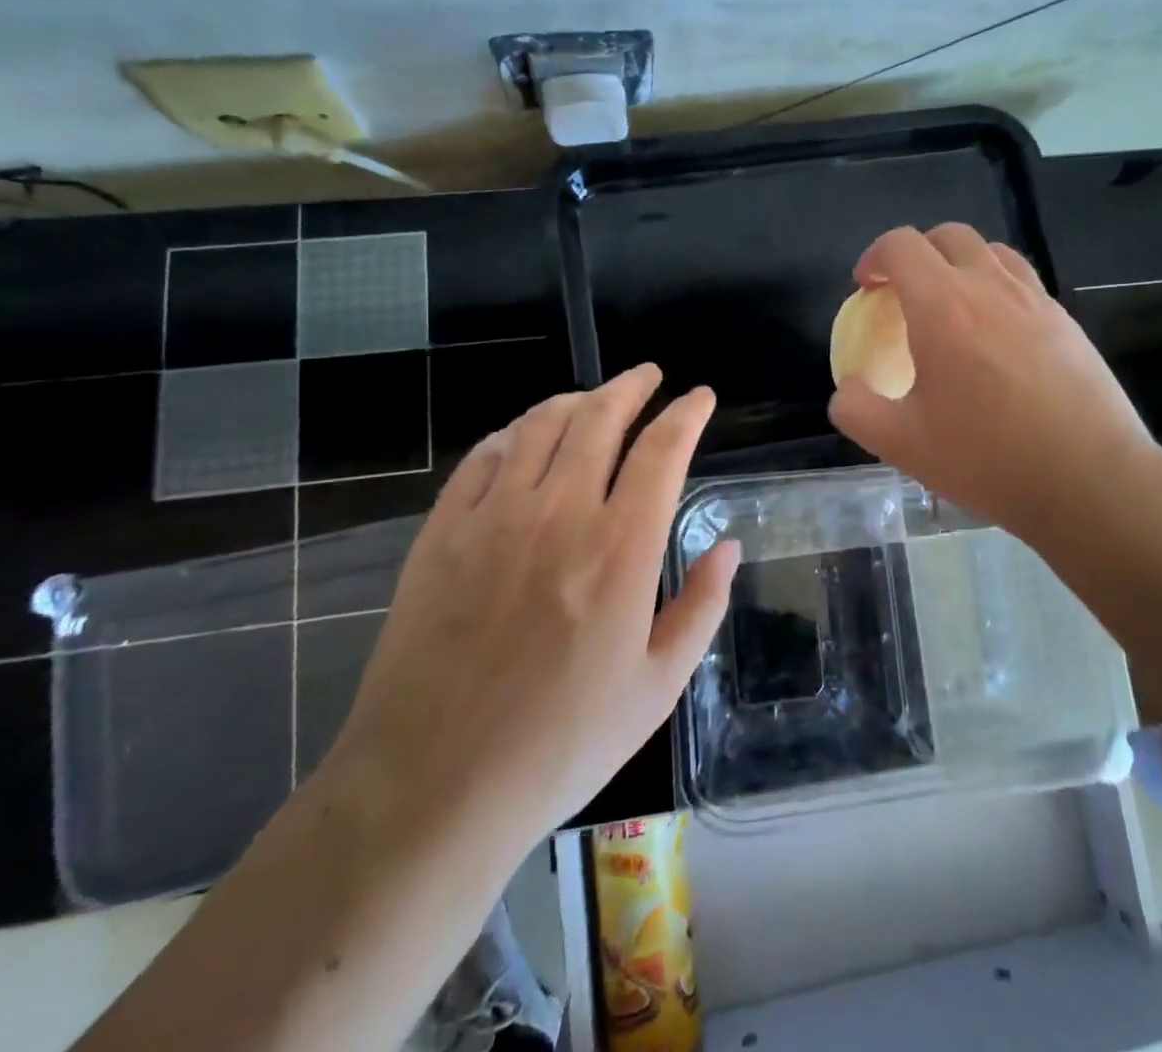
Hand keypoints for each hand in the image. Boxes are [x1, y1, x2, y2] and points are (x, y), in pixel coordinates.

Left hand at [319, 364, 737, 862]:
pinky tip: (522, 436)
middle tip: (649, 376)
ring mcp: (493, 516)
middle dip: (632, 387)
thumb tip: (728, 546)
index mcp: (620, 548)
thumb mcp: (658, 688)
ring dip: (575, 401)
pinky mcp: (442, 532)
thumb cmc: (561, 744)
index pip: (662, 450)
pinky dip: (512, 433)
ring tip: (593, 398)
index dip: (686, 414)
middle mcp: (558, 512)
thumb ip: (701, 606)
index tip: (700, 397)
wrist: (433, 786)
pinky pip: (482, 457)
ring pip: (539, 425)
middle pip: (600, 418)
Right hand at [829, 224, 1161, 551]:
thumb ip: (857, 409)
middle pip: (948, 236)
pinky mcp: (1068, 323)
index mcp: (943, 306)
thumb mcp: (900, 444)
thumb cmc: (987, 459)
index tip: (866, 288)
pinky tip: (996, 339)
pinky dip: (997, 290)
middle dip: (916, 253)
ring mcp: (1037, 301)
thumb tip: (848, 389)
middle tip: (903, 293)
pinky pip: (1024, 283)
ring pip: (992, 252)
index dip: (874, 257)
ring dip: (960, 264)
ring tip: (950, 307)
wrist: (1090, 481)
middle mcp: (991, 288)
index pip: (902, 245)